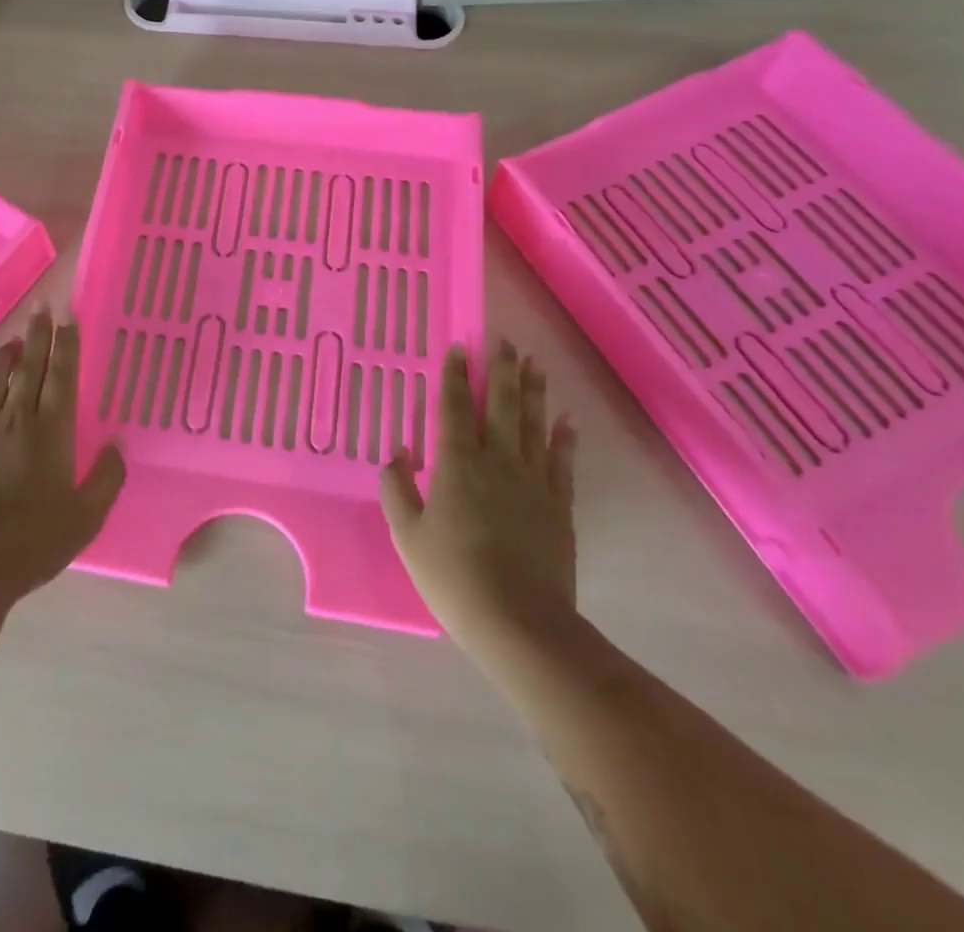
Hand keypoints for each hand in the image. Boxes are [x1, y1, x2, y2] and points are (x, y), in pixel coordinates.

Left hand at [0, 308, 125, 602]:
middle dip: (37, 336)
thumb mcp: (85, 518)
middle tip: (41, 307)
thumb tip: (118, 443)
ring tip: (13, 339)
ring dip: (5, 357)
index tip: (68, 317)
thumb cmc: (32, 543)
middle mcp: (16, 423)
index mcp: (51, 434)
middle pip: (29, 369)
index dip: (67, 346)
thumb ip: (106, 478)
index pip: (62, 378)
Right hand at [379, 342, 578, 647]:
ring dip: (533, 392)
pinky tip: (566, 420)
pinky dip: (564, 438)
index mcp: (457, 464)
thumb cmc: (452, 575)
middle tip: (504, 341)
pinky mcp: (558, 506)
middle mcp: (497, 462)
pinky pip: (562, 462)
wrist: (519, 622)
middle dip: (501, 370)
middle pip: (500, 406)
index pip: (454, 408)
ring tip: (535, 363)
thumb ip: (396, 487)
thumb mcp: (406, 534)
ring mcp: (533, 482)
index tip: (459, 348)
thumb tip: (400, 452)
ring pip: (533, 425)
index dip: (454, 376)